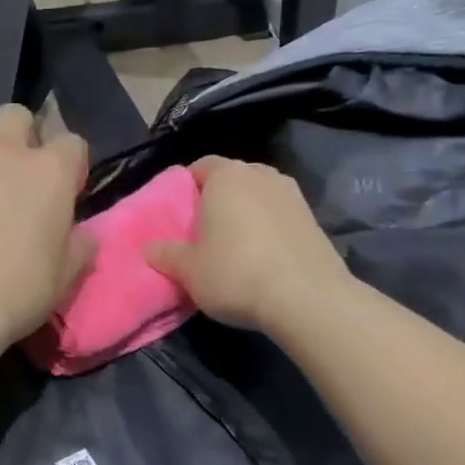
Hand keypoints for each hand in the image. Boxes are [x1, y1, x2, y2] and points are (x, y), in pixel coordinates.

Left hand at [0, 105, 94, 356]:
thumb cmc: (14, 295)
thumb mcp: (64, 277)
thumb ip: (79, 245)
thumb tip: (84, 233)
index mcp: (48, 172)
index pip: (71, 142)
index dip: (68, 165)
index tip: (61, 191)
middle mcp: (1, 151)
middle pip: (14, 116)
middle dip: (16, 136)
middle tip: (9, 175)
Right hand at [146, 156, 349, 331]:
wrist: (307, 299)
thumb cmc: (235, 273)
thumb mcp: (188, 270)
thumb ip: (166, 255)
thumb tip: (150, 249)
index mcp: (227, 177)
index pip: (201, 166)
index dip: (186, 186)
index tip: (178, 212)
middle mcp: (262, 176)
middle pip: (233, 179)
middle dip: (218, 199)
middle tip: (203, 230)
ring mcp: (293, 196)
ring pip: (259, 197)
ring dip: (246, 214)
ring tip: (234, 245)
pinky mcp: (315, 221)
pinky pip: (280, 217)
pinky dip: (269, 229)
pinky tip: (262, 259)